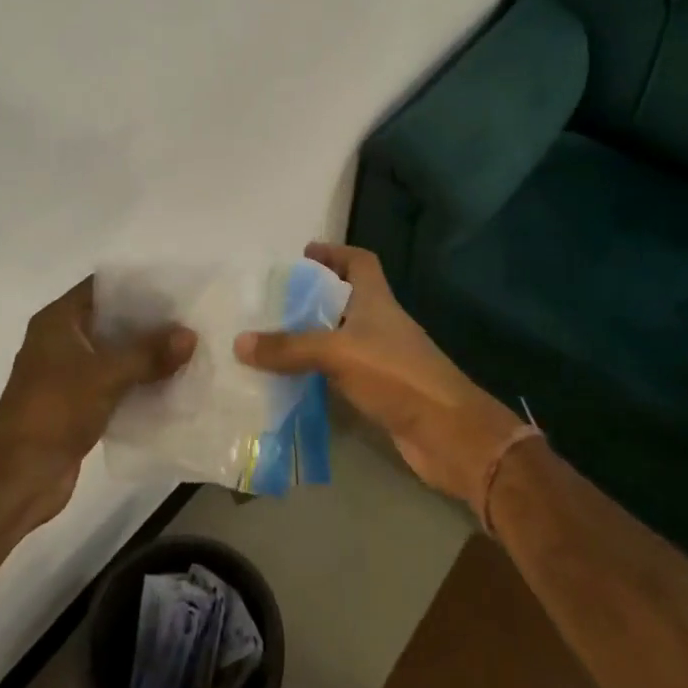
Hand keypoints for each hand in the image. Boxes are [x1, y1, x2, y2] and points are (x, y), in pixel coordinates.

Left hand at [0, 276, 195, 521]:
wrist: (17, 477)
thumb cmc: (55, 409)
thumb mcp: (106, 375)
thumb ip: (149, 353)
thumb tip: (190, 334)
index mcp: (58, 321)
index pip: (102, 287)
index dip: (137, 285)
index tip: (175, 287)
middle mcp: (61, 341)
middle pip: (112, 321)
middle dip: (149, 323)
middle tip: (189, 320)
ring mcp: (67, 375)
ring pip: (115, 355)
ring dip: (146, 356)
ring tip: (187, 351)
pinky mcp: (77, 406)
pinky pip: (114, 385)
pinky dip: (138, 384)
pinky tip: (170, 385)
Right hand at [235, 242, 521, 505]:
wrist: (447, 434)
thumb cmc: (396, 375)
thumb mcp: (338, 353)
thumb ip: (290, 347)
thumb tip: (240, 342)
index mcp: (376, 300)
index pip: (360, 261)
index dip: (335, 253)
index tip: (304, 255)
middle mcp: (380, 324)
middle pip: (346, 299)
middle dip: (313, 297)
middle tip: (273, 301)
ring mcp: (382, 359)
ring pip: (341, 338)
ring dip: (312, 338)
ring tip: (272, 340)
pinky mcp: (380, 392)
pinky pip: (340, 374)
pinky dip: (318, 374)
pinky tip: (290, 382)